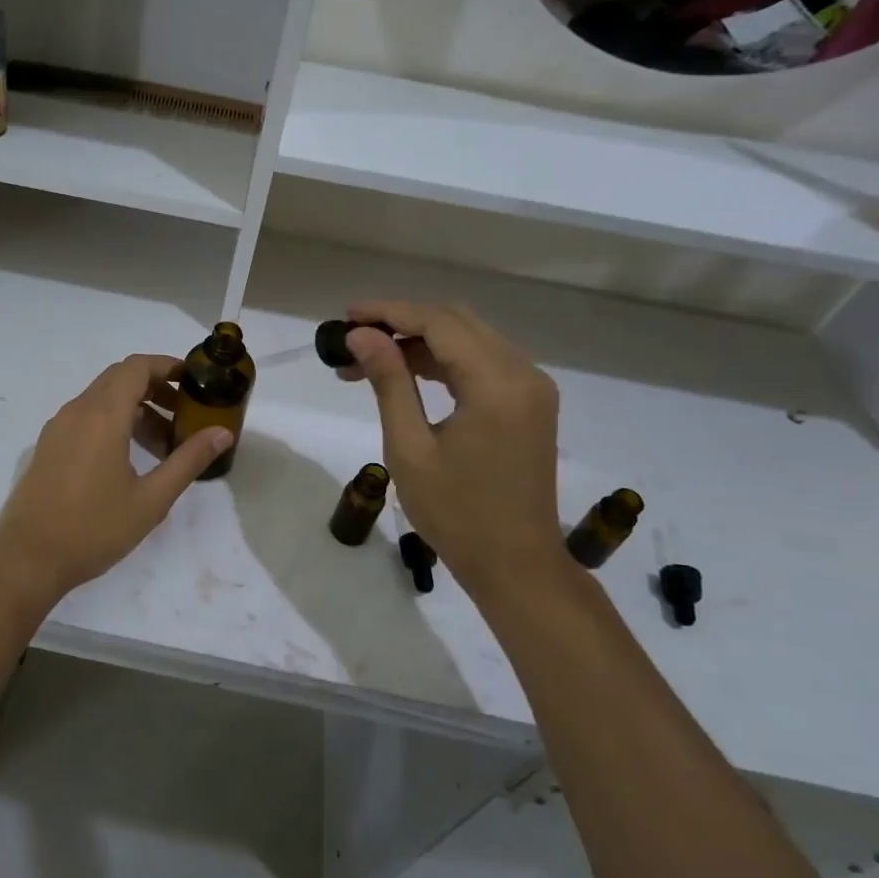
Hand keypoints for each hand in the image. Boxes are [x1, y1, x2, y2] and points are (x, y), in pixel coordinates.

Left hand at [0, 355, 232, 603]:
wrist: (28, 559)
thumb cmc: (94, 528)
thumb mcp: (151, 499)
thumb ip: (188, 460)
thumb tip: (222, 432)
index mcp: (103, 415)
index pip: (137, 367)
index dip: (167, 366)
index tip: (193, 380)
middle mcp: (77, 411)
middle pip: (119, 378)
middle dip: (155, 386)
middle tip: (184, 412)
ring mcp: (58, 427)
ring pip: (101, 398)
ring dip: (134, 407)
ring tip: (162, 442)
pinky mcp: (48, 446)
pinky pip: (85, 417)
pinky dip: (112, 421)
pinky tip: (127, 457)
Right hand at [339, 301, 568, 600]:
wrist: (516, 565)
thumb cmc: (456, 514)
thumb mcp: (410, 448)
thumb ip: (389, 382)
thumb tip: (361, 336)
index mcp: (497, 384)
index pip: (439, 323)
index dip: (389, 312)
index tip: (346, 315)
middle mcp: (523, 374)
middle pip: (457, 322)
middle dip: (402, 322)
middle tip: (354, 337)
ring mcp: (531, 387)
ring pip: (469, 339)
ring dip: (420, 342)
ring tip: (369, 361)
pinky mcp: (529, 403)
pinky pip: (482, 362)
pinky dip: (443, 361)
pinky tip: (406, 374)